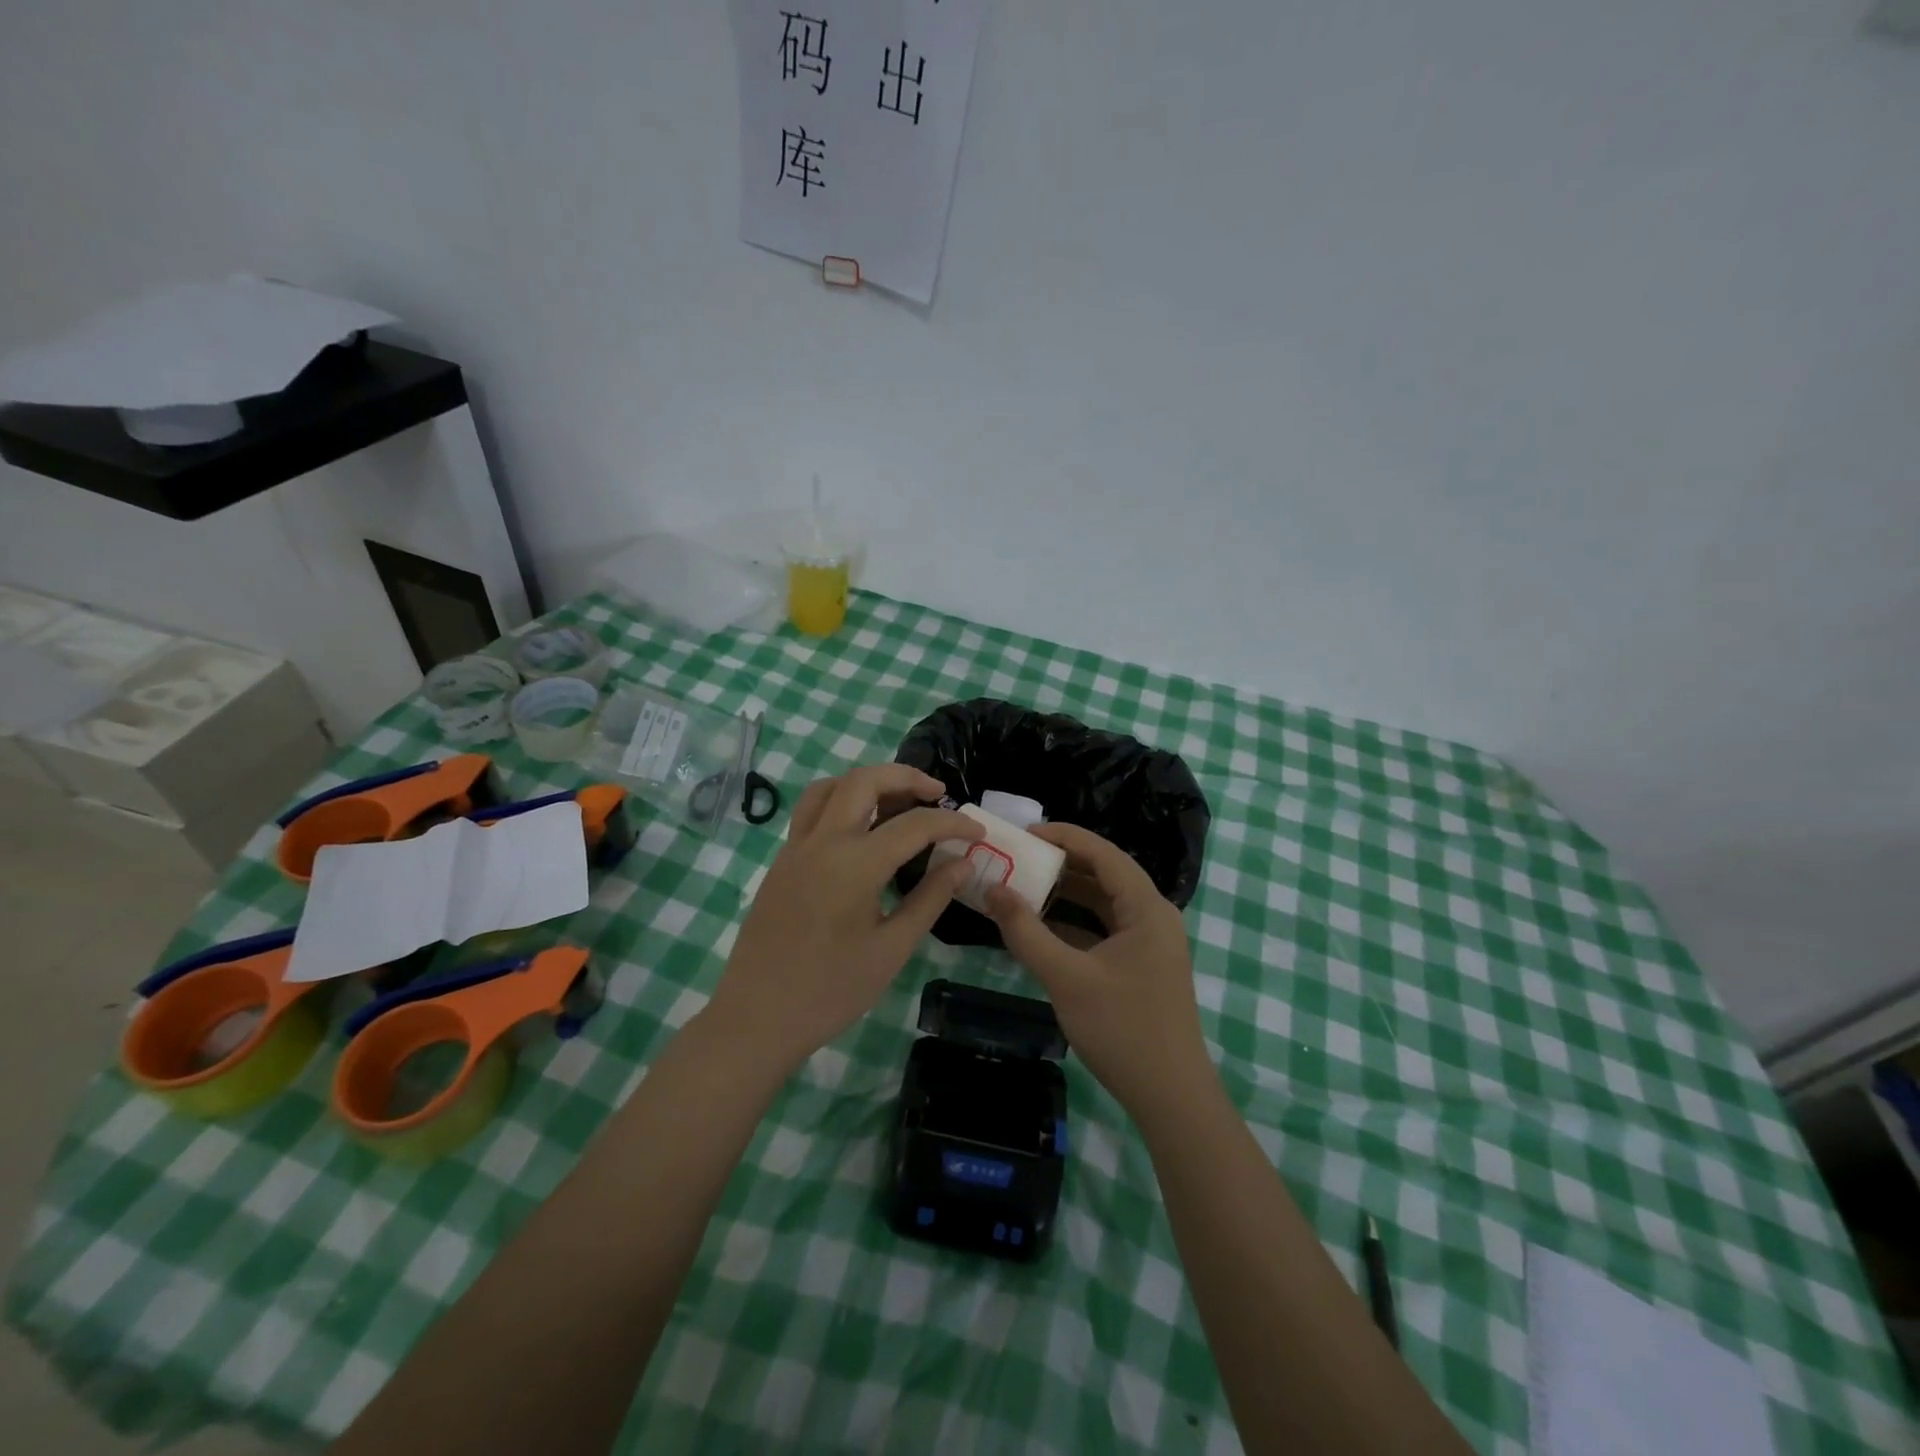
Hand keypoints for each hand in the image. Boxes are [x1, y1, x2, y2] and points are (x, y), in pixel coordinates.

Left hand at [705, 764, 982, 1075]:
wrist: (756, 1017)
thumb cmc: (830, 991)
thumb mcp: (892, 949)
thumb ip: (930, 899)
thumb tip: (964, 864)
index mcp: (854, 864)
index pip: (914, 825)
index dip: (953, 824)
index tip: (978, 833)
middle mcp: (822, 841)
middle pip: (865, 780)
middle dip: (907, 777)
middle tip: (938, 794)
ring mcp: (796, 847)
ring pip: (831, 787)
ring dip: (868, 782)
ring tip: (898, 802)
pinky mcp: (782, 860)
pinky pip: (812, 810)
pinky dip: (842, 801)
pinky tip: (862, 830)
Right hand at [985, 823, 1210, 1120]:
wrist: (1171, 1098)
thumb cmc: (1122, 1029)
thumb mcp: (1067, 977)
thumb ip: (1026, 931)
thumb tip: (992, 889)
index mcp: (1146, 907)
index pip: (1102, 853)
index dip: (1063, 836)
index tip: (1023, 834)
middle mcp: (1153, 916)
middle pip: (1104, 874)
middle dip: (1060, 864)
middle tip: (1017, 859)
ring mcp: (1149, 943)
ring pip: (1103, 903)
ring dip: (1066, 894)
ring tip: (1023, 887)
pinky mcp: (1142, 966)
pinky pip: (1104, 929)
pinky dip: (1075, 923)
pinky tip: (1042, 928)